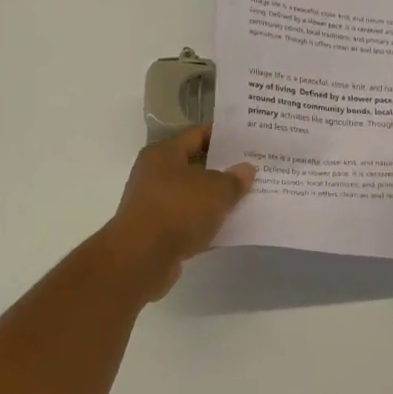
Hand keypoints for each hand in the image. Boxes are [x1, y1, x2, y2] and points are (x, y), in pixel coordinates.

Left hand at [103, 126, 254, 295]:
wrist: (141, 258)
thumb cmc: (178, 210)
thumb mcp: (216, 191)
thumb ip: (234, 179)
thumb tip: (246, 169)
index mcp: (164, 153)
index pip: (197, 135)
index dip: (222, 136)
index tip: (246, 140)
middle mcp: (154, 174)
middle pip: (194, 165)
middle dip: (222, 169)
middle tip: (251, 170)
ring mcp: (153, 204)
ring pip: (191, 195)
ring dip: (214, 199)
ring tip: (245, 199)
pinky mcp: (155, 232)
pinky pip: (186, 221)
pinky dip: (204, 224)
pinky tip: (228, 229)